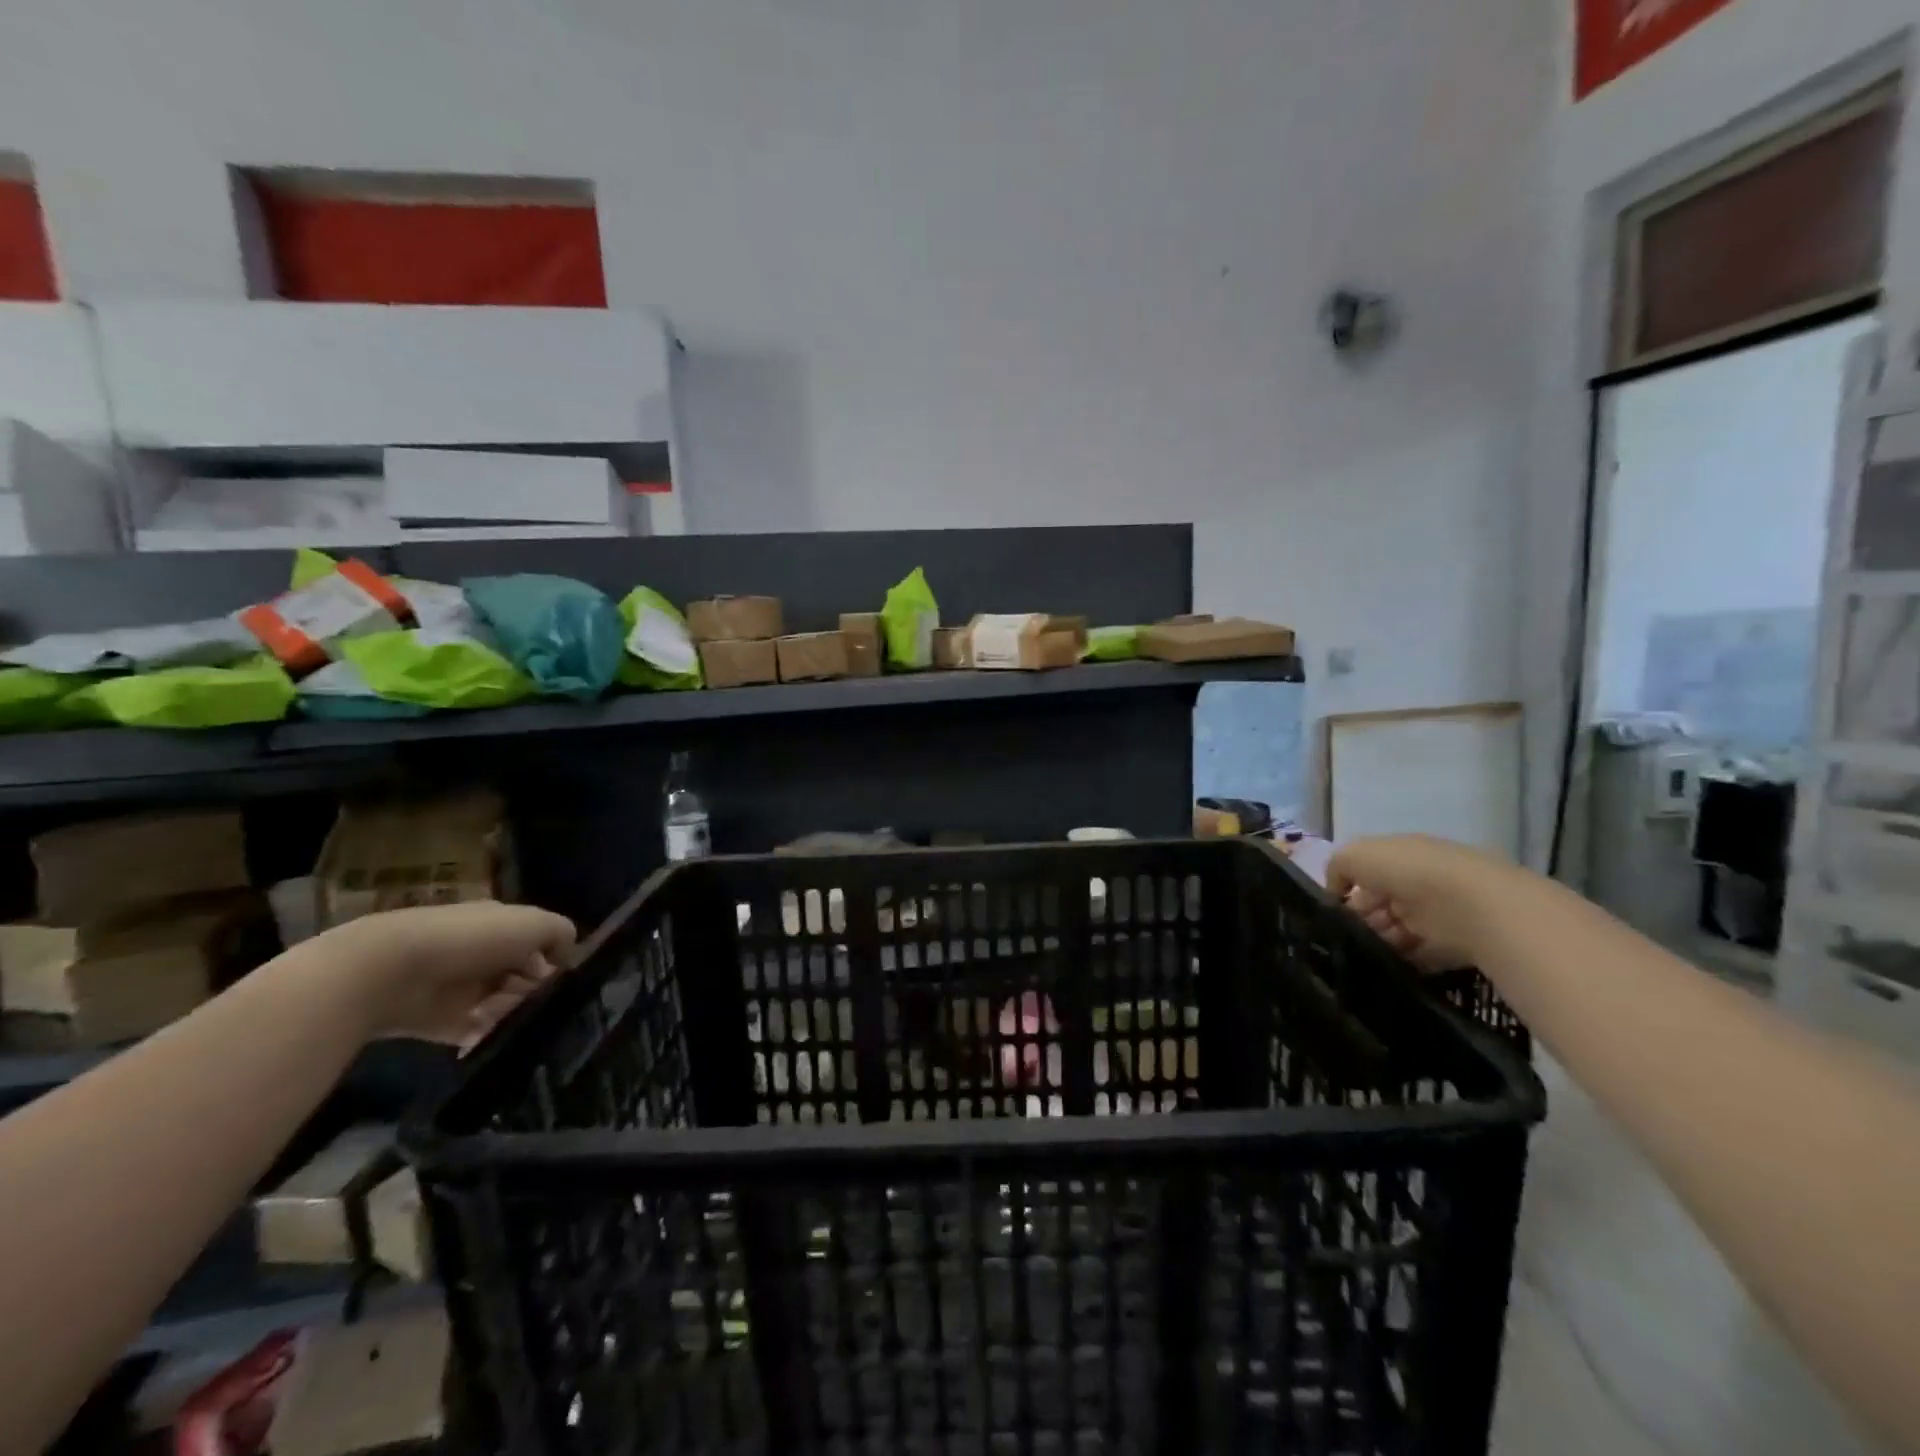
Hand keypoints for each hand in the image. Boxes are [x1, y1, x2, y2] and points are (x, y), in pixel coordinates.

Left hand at [311, 901, 576, 1048]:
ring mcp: (459, 988)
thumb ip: (561, 934)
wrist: (392, 971)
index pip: (537, 943)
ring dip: (515, 1014)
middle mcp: (481, 953)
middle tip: (545, 1005)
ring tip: (522, 1024)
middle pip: (521, 976)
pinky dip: (488, 1037)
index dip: (554, 960)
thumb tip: (568, 957)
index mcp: (500, 925)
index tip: (565, 980)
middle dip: (536, 991)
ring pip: (502, 1004)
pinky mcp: (439, 1022)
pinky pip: (474, 1032)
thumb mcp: (533, 924)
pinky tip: (502, 1039)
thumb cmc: (472, 939)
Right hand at [1326, 834, 1516, 971]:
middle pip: (1380, 906)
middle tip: (1342, 939)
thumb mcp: (1355, 855)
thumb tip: (1334, 891)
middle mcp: (1419, 883)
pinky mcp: (1453, 946)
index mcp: (1399, 857)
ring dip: (1379, 943)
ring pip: (1397, 931)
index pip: (1366, 875)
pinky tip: (1382, 968)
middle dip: (1360, 922)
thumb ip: (1337, 868)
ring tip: (1359, 957)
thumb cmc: (1408, 872)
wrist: (1471, 907)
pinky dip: (1403, 963)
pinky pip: (1420, 956)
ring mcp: (1438, 915)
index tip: (1331, 914)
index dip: (1346, 893)